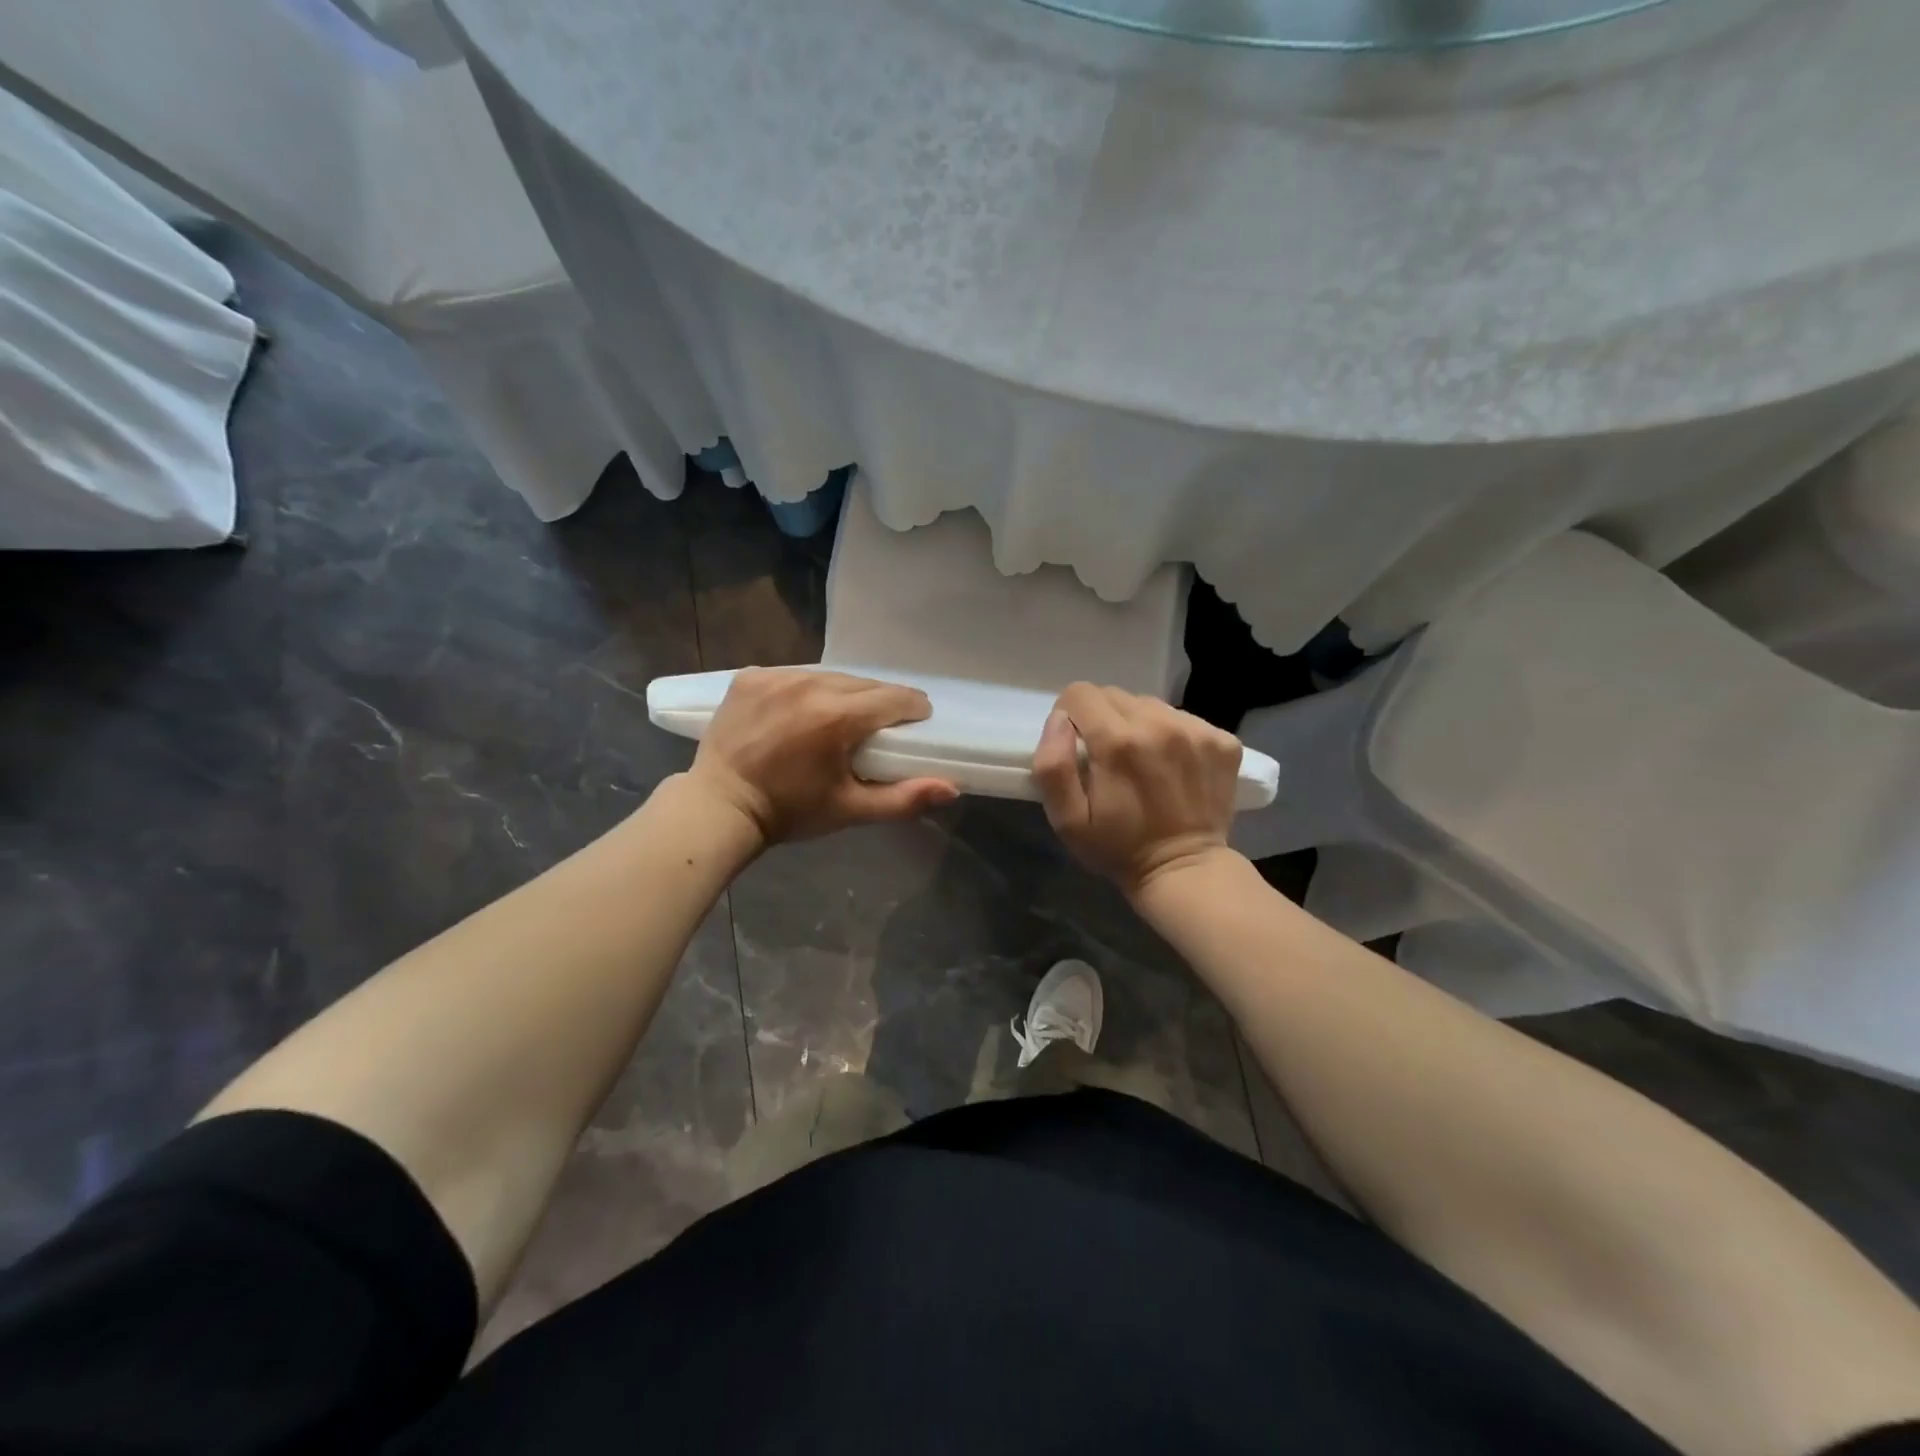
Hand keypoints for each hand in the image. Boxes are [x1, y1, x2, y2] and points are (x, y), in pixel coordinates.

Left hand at [687, 669, 958, 845]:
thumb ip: (904, 798)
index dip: (911, 711)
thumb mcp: (851, 809)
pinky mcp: (751, 676)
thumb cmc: (791, 811)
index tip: (913, 724)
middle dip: (877, 704)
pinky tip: (800, 712)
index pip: (894, 698)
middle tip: (875, 729)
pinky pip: (794, 675)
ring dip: (842, 694)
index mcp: (837, 716)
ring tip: (838, 719)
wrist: (720, 806)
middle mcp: (809, 685)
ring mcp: (776, 676)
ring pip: (829, 677)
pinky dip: (805, 690)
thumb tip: (952, 787)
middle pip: (864, 684)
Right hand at [1032, 683, 1243, 897]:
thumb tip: (1059, 719)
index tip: (1077, 745)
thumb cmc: (1117, 848)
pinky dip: (1172, 735)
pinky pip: (1183, 719)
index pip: (1080, 693)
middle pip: (1115, 695)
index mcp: (1117, 742)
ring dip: (1139, 725)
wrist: (1185, 870)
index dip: (1070, 716)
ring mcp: (1197, 731)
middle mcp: (1159, 724)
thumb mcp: (1067, 819)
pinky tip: (1172, 767)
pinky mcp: (1223, 741)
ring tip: (1143, 763)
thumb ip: (1052, 765)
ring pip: (1150, 704)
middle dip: (1103, 720)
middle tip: (1109, 759)